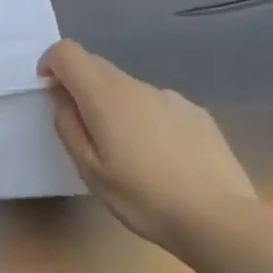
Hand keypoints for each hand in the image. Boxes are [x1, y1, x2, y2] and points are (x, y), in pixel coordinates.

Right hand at [39, 40, 257, 249]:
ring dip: (113, 103)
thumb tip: (60, 94)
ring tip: (127, 149)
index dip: (50, 64)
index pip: (67, 52)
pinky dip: (144, 116)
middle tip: (84, 128)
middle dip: (79, 84)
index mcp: (105, 96)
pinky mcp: (197, 113)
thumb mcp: (88, 168)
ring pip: (126, 86)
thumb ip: (67, 124)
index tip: (50, 93)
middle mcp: (137, 86)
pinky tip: (160, 155)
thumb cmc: (143, 198)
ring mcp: (171, 98)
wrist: (221, 220)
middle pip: (96, 64)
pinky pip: (156, 103)